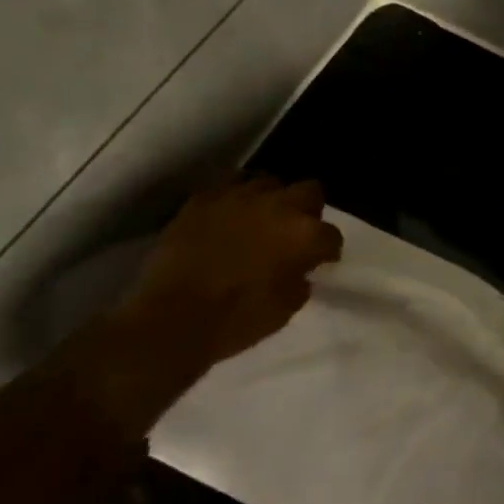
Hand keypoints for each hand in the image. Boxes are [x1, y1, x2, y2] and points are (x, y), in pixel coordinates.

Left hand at [117, 176, 342, 369]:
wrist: (172, 319)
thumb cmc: (236, 321)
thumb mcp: (285, 310)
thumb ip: (300, 280)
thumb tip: (299, 268)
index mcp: (303, 235)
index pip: (331, 235)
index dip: (327, 250)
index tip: (320, 261)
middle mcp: (277, 205)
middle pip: (310, 191)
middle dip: (308, 210)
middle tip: (295, 232)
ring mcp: (239, 195)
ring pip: (269, 182)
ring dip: (272, 199)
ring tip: (261, 218)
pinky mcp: (205, 197)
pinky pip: (230, 186)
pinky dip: (236, 199)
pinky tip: (230, 217)